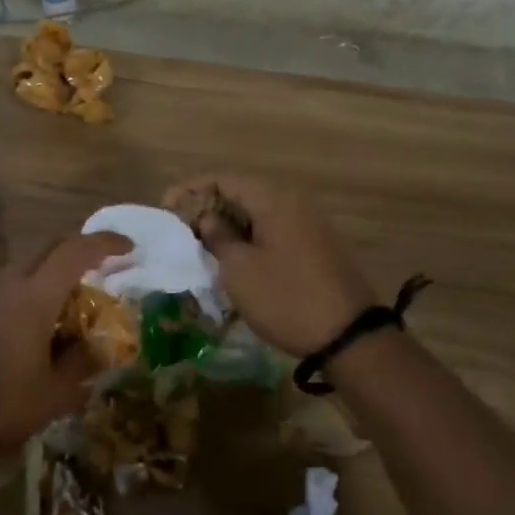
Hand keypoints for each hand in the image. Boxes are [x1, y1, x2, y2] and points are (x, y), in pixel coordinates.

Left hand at [0, 230, 131, 462]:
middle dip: (78, 251)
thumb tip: (98, 347)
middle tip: (102, 270)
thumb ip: (82, 362)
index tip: (129, 249)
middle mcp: (6, 285)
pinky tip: (34, 326)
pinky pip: (5, 287)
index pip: (75, 251)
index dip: (105, 244)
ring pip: (24, 266)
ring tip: (69, 304)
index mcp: (33, 296)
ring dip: (51, 273)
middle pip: (47, 248)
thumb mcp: (55, 394)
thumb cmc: (0, 408)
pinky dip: (28, 291)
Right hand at [164, 174, 373, 356]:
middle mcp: (293, 202)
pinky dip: (249, 237)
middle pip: (241, 192)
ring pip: (257, 213)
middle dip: (208, 207)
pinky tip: (232, 257)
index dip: (191, 189)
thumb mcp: (239, 269)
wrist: (348, 335)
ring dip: (228, 224)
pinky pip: (273, 229)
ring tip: (201, 244)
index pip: (224, 178)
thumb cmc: (285, 298)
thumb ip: (217, 236)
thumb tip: (206, 218)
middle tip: (181, 228)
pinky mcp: (314, 245)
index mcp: (274, 199)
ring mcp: (308, 223)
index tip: (166, 208)